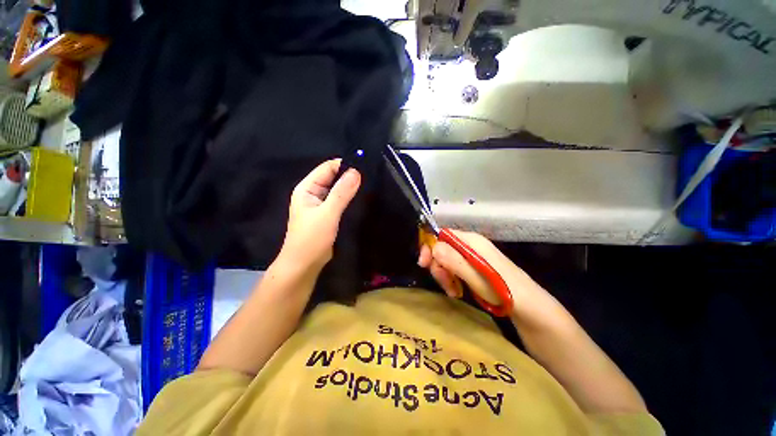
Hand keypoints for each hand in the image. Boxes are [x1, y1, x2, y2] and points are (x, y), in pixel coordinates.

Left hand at [280, 159, 360, 271]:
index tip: (364, 167)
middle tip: (370, 176)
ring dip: (350, 187)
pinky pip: (339, 200)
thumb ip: (341, 193)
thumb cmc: (311, 238)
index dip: (344, 165)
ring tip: (369, 185)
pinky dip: (349, 198)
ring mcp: (320, 204)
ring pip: (337, 189)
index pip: (327, 168)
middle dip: (349, 176)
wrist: (304, 264)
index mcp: (307, 188)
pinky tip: (361, 198)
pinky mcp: (327, 214)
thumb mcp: (327, 214)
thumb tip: (356, 171)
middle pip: (333, 177)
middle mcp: (313, 192)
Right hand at [417, 230, 538, 313]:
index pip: (442, 234)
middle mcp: (471, 246)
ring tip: (452, 291)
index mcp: (472, 241)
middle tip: (443, 283)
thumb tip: (433, 246)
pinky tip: (456, 291)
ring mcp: (473, 257)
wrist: (530, 310)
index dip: (430, 246)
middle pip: (443, 248)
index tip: (423, 264)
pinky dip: (451, 279)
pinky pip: (455, 269)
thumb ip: (454, 261)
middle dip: (438, 265)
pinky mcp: (475, 268)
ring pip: (447, 260)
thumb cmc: (505, 291)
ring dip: (444, 275)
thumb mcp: (477, 277)